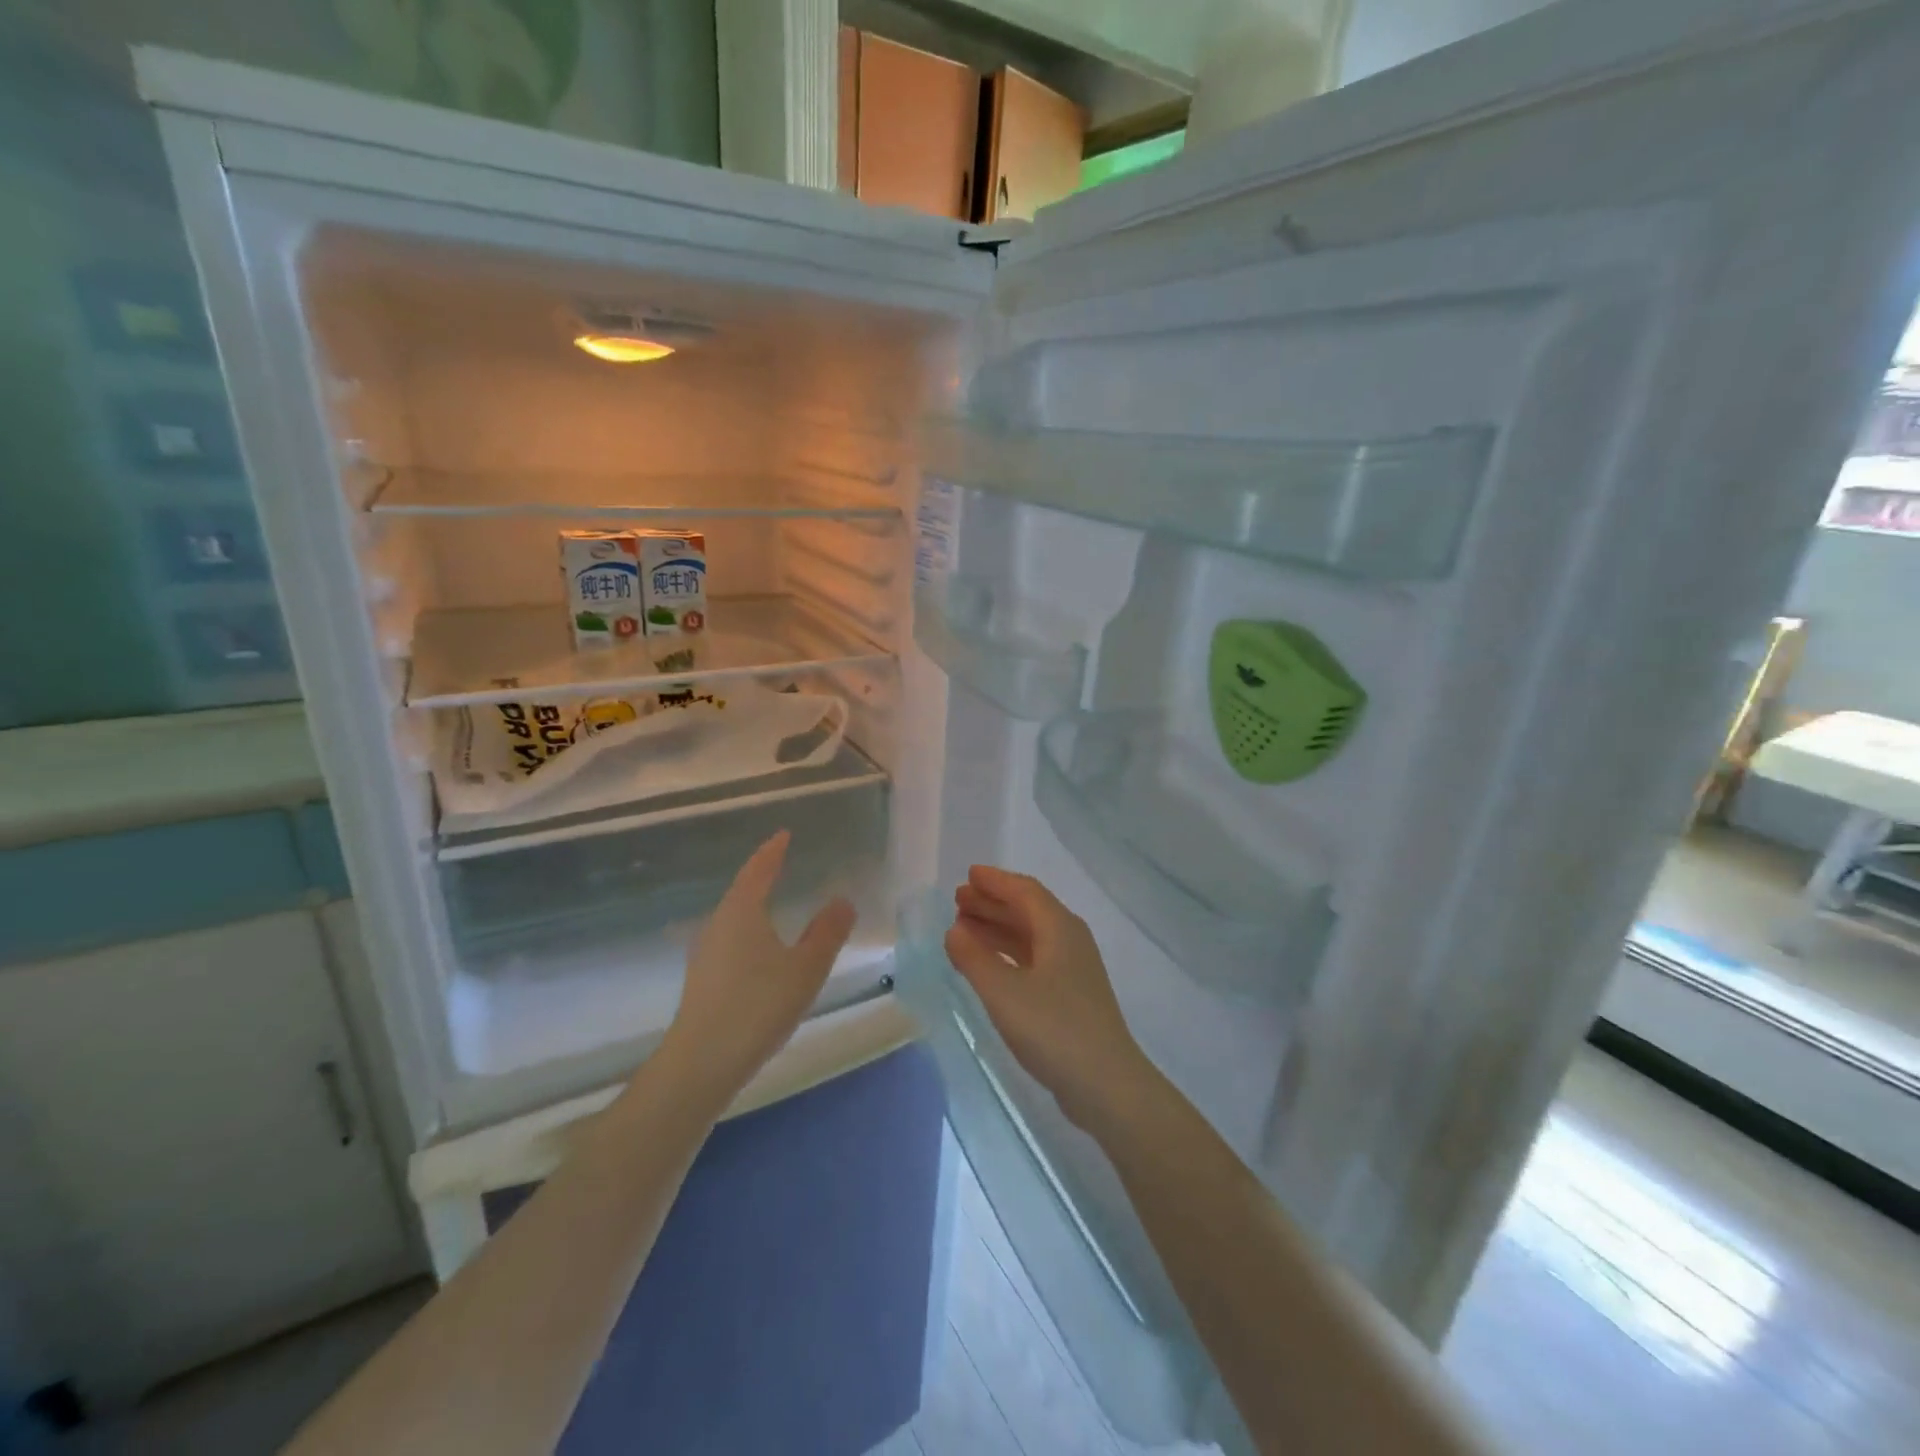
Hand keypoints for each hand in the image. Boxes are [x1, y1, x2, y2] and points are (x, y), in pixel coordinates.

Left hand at [658, 831, 855, 1103]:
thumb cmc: (758, 1006)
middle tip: (783, 862)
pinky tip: (761, 948)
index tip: (784, 834)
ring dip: (754, 903)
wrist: (702, 1063)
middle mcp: (719, 924)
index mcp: (742, 911)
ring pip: (735, 916)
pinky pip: (731, 938)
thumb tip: (843, 900)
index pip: (758, 869)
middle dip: (762, 874)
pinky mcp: (703, 978)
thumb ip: (827, 933)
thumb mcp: (805, 968)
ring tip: (776, 900)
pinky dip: (749, 929)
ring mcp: (706, 952)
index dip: (772, 851)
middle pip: (742, 889)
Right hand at [945, 866, 1155, 1136]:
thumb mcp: (1004, 992)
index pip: (1024, 891)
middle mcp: (1069, 940)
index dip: (996, 881)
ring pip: (1030, 936)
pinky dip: (1008, 954)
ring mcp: (1073, 969)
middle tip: (958, 900)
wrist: (1106, 1084)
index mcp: (1059, 928)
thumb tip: (954, 931)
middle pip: (1028, 910)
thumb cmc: (1053, 1029)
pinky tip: (988, 966)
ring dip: (998, 928)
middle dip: (993, 903)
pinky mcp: (1071, 996)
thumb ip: (974, 958)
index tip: (969, 875)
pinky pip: (1034, 959)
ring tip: (963, 929)